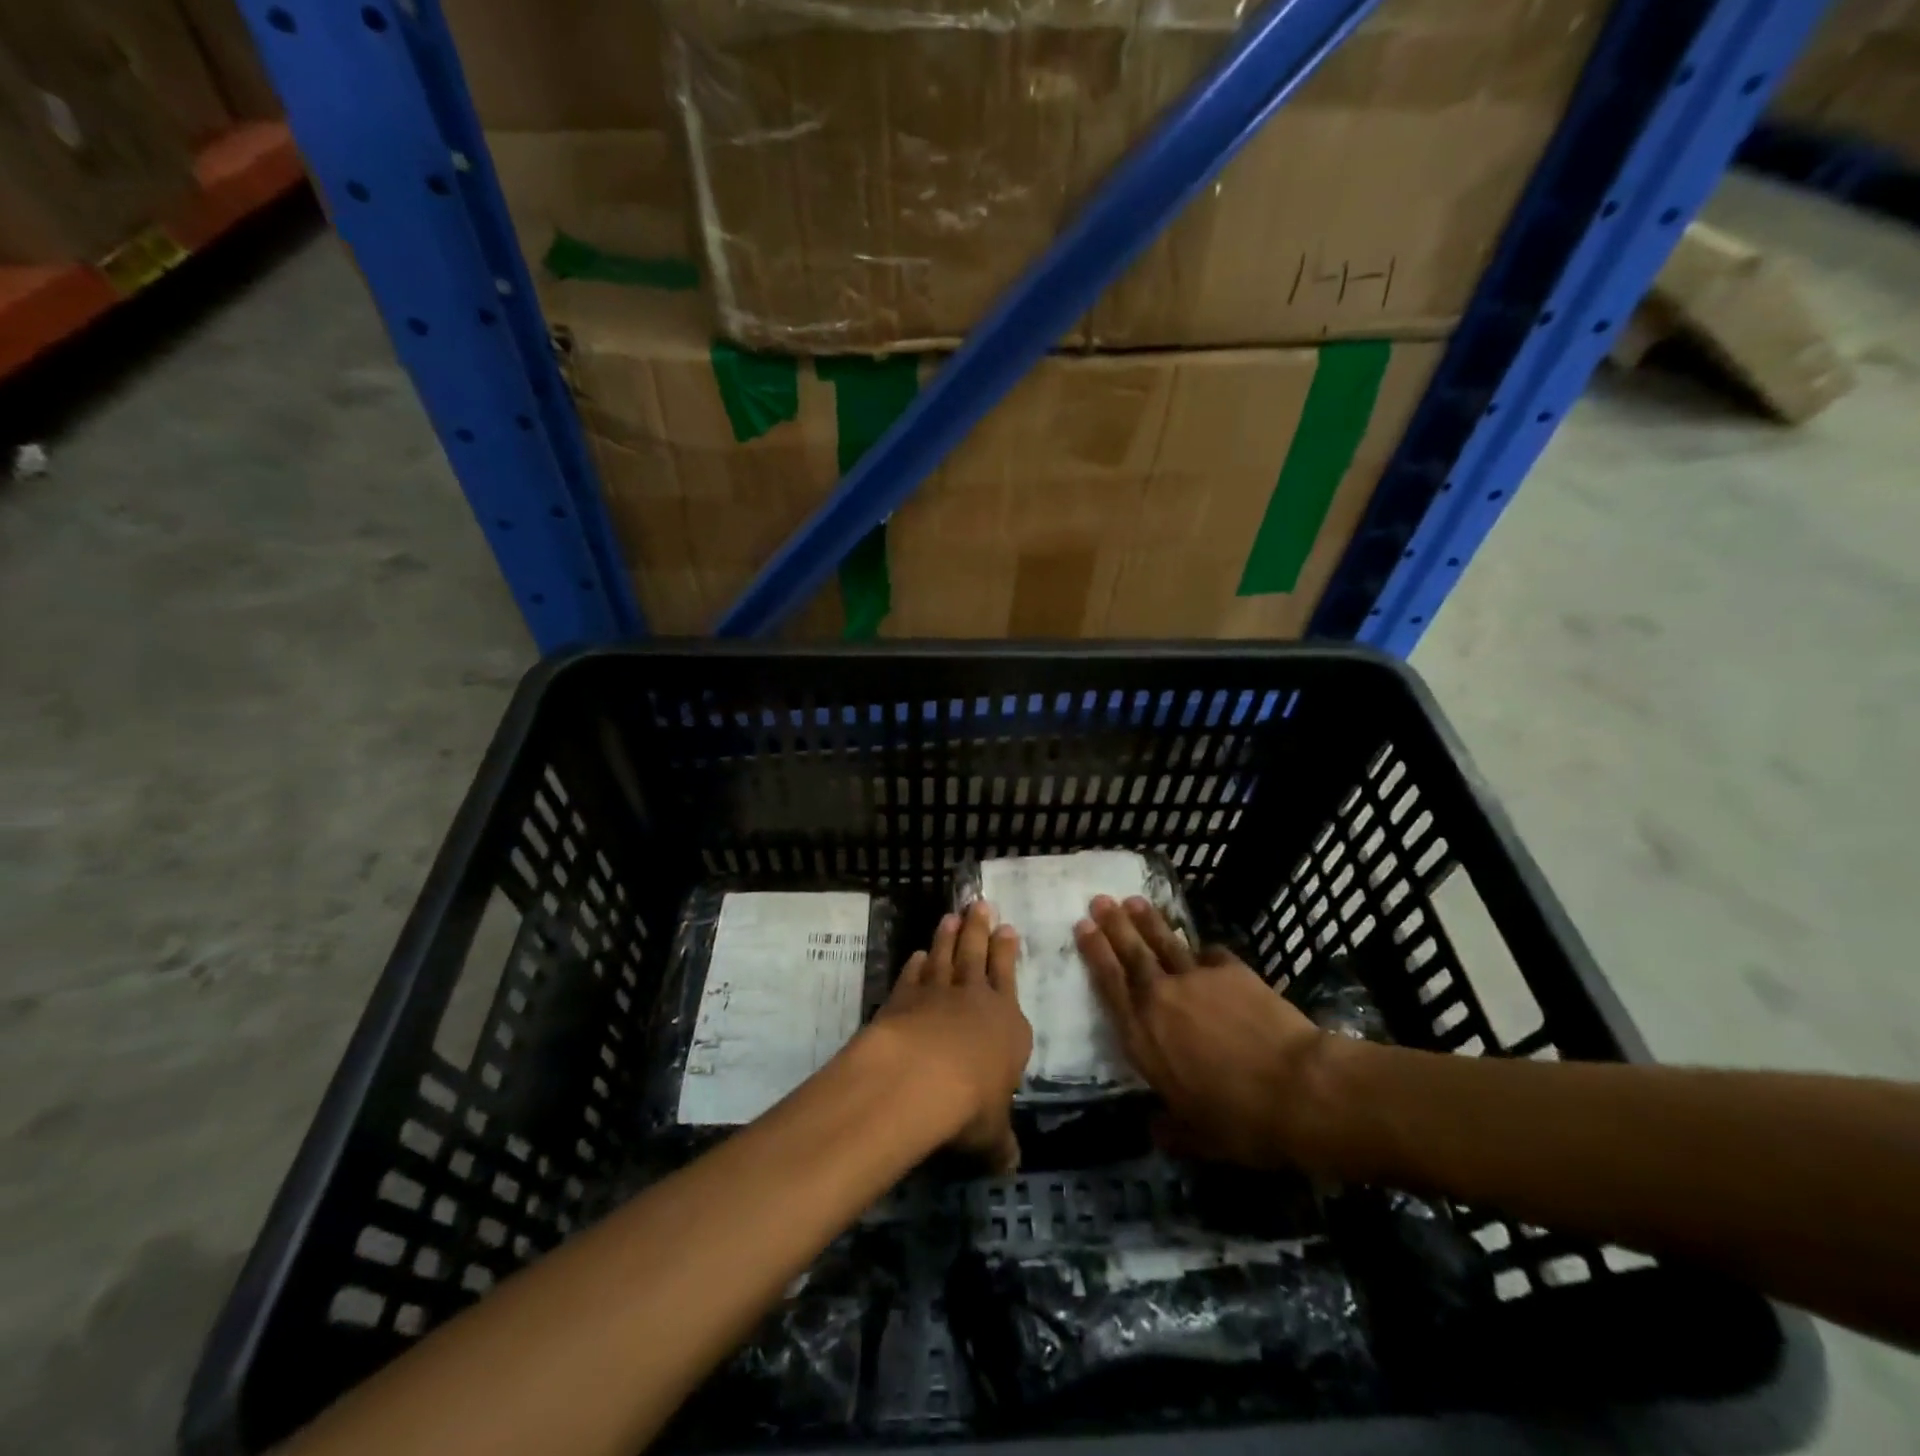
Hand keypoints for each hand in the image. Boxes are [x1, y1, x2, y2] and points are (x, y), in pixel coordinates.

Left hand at [871, 902, 1031, 1172]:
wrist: (920, 1078)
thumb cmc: (970, 1104)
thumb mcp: (991, 1134)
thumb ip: (1000, 1144)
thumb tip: (1010, 1167)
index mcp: (1007, 1024)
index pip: (1009, 979)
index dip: (1007, 953)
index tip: (1007, 929)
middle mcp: (975, 999)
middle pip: (978, 955)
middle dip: (980, 929)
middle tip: (980, 903)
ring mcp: (937, 994)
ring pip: (946, 956)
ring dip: (948, 936)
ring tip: (951, 915)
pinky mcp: (904, 998)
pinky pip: (913, 975)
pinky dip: (916, 963)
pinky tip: (917, 954)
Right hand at [1075, 895, 1330, 1169]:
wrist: (1296, 1088)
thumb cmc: (1239, 1119)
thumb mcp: (1198, 1137)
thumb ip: (1171, 1129)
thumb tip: (1154, 1131)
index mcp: (1142, 1037)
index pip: (1109, 984)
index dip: (1094, 953)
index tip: (1082, 927)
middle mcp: (1160, 999)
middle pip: (1131, 953)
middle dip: (1113, 925)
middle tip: (1099, 900)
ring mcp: (1196, 979)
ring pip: (1164, 943)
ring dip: (1147, 921)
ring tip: (1133, 901)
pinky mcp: (1232, 971)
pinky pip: (1210, 954)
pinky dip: (1202, 950)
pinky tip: (1201, 945)